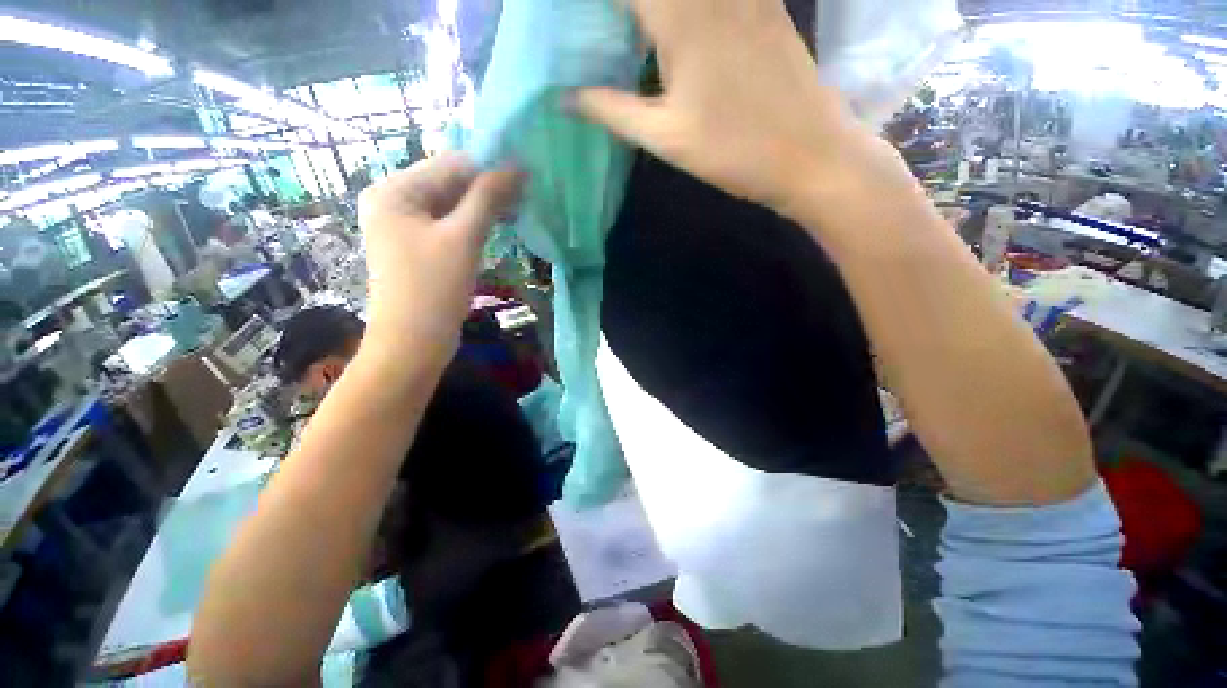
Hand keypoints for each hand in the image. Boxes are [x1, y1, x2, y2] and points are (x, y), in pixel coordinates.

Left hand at [358, 153, 521, 367]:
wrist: (413, 344)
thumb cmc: (433, 288)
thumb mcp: (463, 238)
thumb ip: (488, 198)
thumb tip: (517, 167)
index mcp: (394, 191)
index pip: (450, 165)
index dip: (490, 166)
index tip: (527, 174)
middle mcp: (395, 202)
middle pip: (450, 184)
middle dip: (488, 188)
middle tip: (527, 195)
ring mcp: (406, 226)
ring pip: (453, 205)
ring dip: (485, 206)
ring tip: (520, 210)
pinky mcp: (419, 247)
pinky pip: (450, 225)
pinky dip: (475, 224)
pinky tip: (500, 225)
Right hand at [574, 0, 887, 216]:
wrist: (810, 153)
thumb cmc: (734, 151)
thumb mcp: (666, 138)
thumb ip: (612, 111)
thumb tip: (564, 98)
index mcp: (681, 18)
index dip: (592, 3)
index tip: (568, 17)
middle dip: (620, 8)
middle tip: (603, 28)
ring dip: (651, 7)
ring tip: (631, 30)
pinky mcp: (765, 2)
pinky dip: (685, 6)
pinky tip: (675, 24)